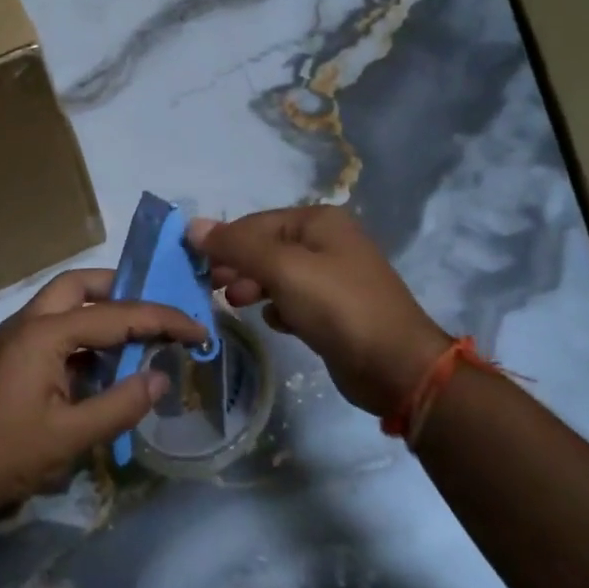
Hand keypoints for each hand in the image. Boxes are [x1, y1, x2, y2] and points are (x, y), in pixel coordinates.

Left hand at [0, 269, 205, 521]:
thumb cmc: (7, 455)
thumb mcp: (72, 436)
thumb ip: (121, 404)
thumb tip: (161, 378)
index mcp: (44, 332)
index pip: (116, 314)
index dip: (162, 320)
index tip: (198, 329)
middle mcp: (29, 322)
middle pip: (81, 286)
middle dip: (123, 291)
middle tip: (158, 314)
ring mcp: (17, 338)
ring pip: (66, 305)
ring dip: (103, 313)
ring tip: (141, 336)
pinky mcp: (13, 358)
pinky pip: (57, 331)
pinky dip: (86, 338)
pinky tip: (107, 365)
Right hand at [189, 206, 446, 418]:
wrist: (395, 366)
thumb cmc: (337, 306)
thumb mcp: (282, 269)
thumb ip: (237, 247)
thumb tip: (193, 226)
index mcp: (319, 221)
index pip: (256, 223)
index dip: (223, 242)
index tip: (194, 267)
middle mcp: (327, 242)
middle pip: (266, 247)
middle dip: (237, 266)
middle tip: (210, 288)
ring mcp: (333, 277)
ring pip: (278, 275)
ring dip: (253, 287)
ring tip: (236, 305)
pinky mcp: (335, 311)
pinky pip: (294, 301)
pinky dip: (280, 309)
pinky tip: (276, 323)